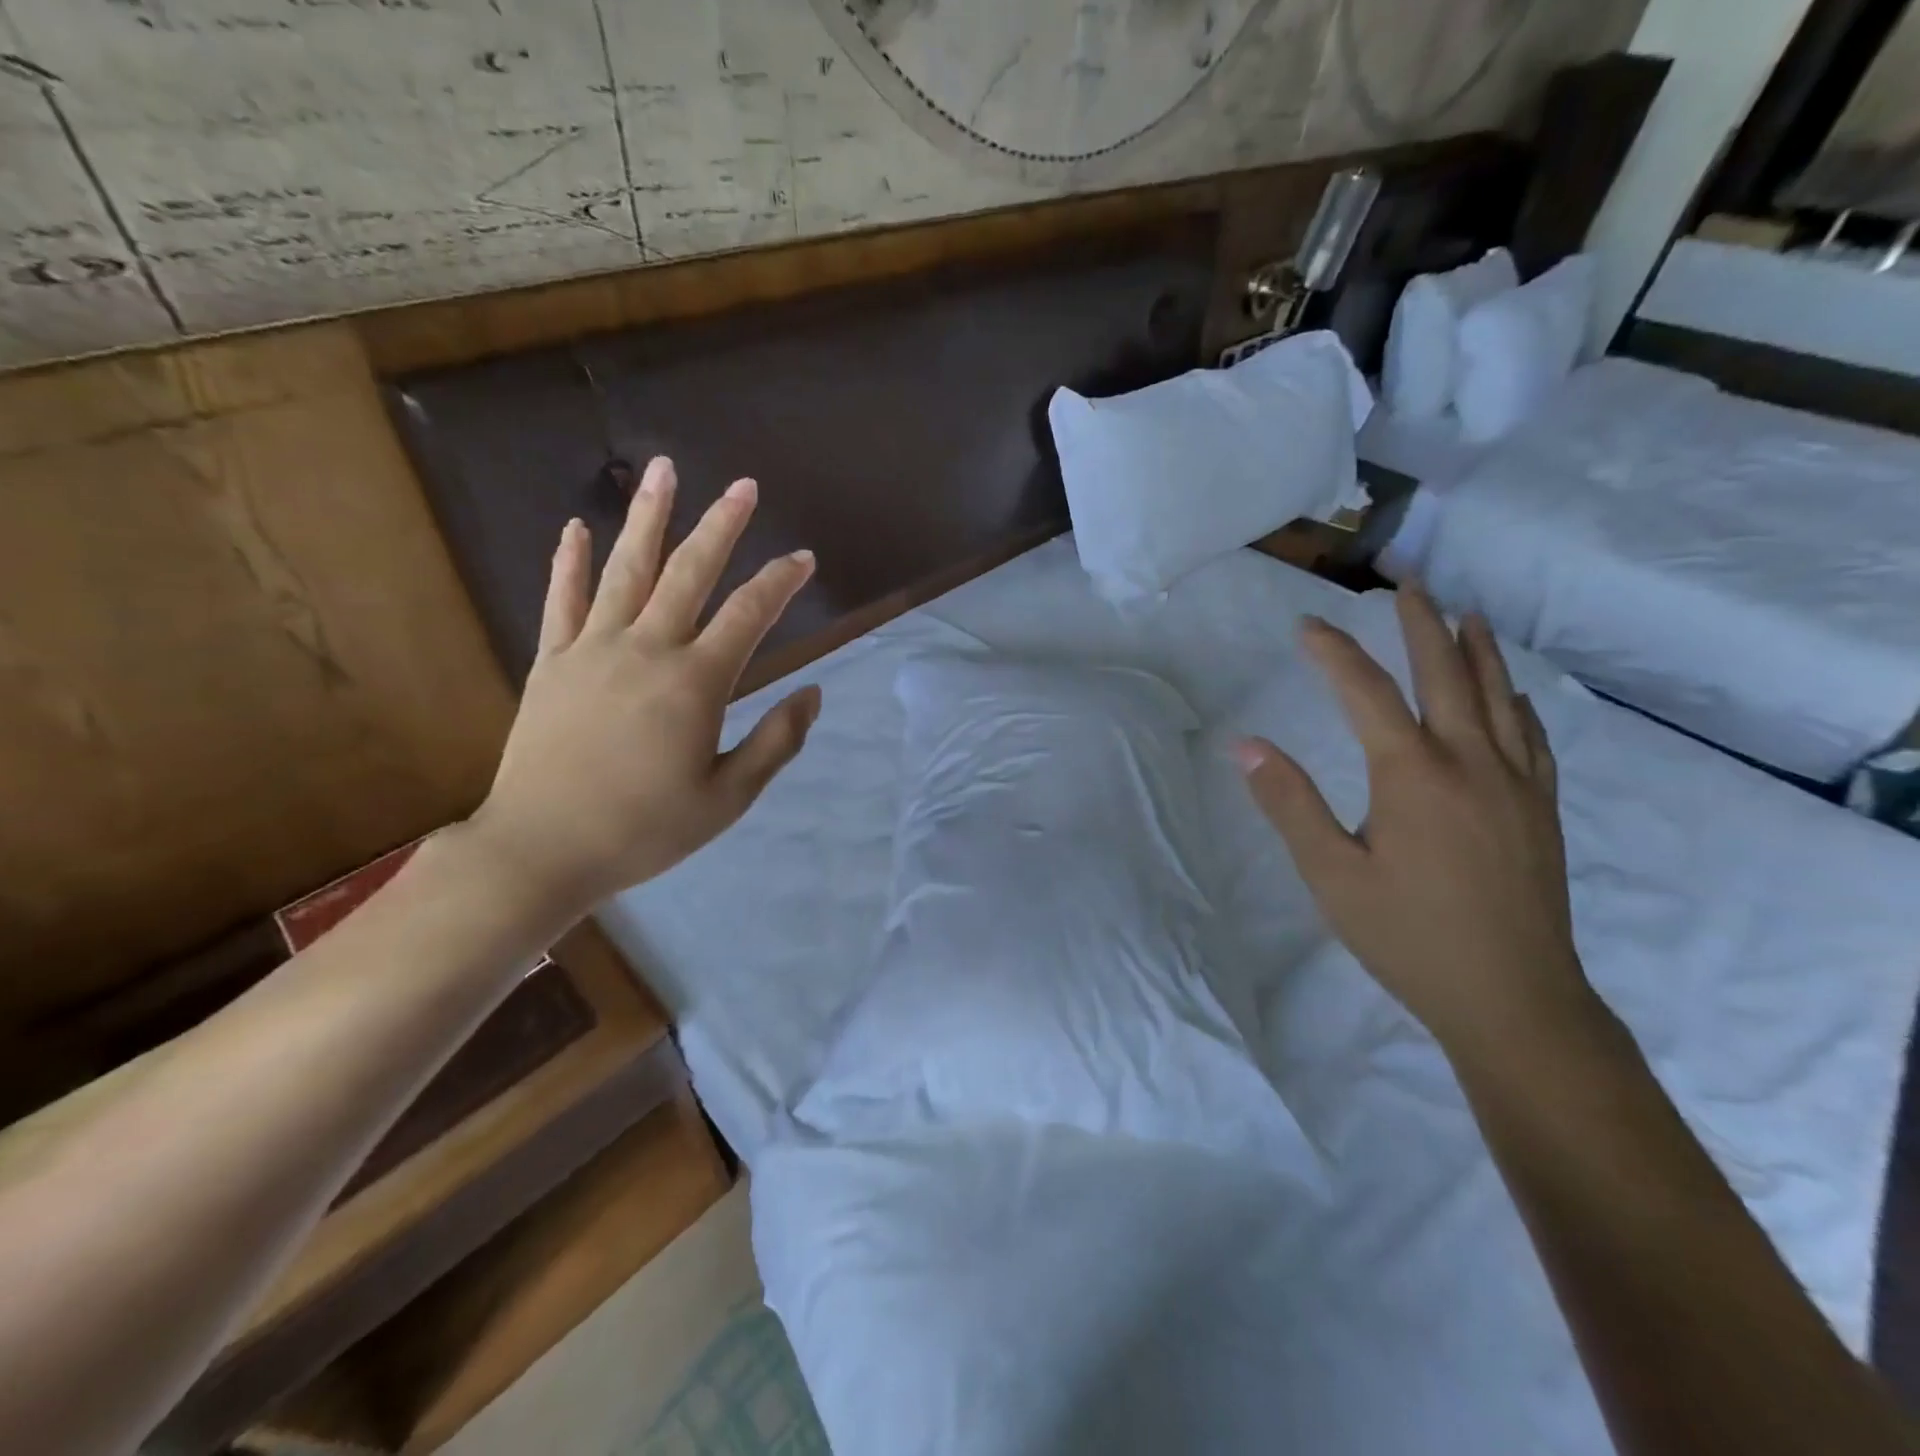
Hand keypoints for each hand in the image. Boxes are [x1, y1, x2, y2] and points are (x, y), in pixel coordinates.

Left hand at [468, 456, 819, 912]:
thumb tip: (813, 695)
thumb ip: (776, 743)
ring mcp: (592, 649)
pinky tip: (577, 526)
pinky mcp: (551, 662)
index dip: (780, 582)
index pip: (748, 615)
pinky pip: (561, 601)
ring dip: (648, 517)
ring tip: (663, 470)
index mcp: (694, 683)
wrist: (541, 849)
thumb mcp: (727, 798)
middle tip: (744, 486)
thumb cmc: (644, 830)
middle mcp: (646, 649)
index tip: (803, 559)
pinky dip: (569, 561)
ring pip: (625, 569)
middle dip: (722, 525)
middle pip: (690, 572)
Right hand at [1235, 587, 1594, 1059]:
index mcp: (1412, 774)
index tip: (1306, 625)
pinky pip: (1530, 735)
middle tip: (1406, 581)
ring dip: (1476, 648)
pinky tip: (1511, 692)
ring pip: (1497, 695)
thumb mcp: (1330, 873)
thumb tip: (1246, 745)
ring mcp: (1514, 782)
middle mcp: (1469, 761)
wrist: (1513, 999)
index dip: (1332, 652)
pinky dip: (1515, 700)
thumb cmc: (1408, 936)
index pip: (1364, 691)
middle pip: (1444, 673)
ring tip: (1465, 612)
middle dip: (1421, 621)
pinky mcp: (1540, 808)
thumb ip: (1289, 803)